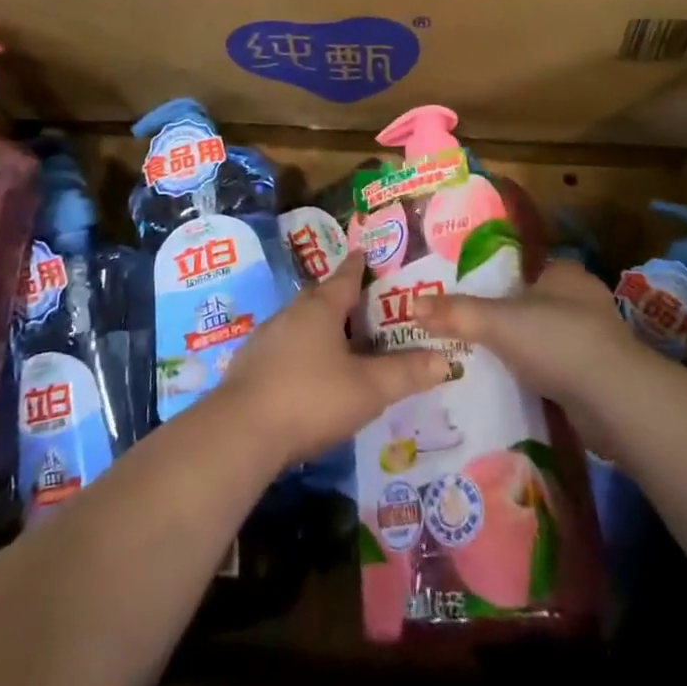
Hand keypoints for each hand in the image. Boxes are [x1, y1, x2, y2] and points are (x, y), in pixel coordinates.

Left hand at [218, 251, 448, 465]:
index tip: (364, 254)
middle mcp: (291, 313)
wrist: (241, 431)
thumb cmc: (311, 398)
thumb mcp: (368, 389)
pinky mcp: (249, 365)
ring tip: (337, 340)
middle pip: (319, 297)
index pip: (345, 277)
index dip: (358, 267)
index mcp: (321, 308)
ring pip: (299, 322)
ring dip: (317, 327)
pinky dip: (299, 352)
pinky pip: (282, 347)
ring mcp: (266, 338)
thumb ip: (406, 374)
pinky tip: (305, 373)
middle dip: (339, 298)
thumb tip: (446, 359)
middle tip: (360, 304)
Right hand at [415, 259, 641, 457]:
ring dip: (522, 351)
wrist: (616, 401)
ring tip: (482, 362)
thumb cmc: (557, 341)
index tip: (466, 298)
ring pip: (545, 339)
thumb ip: (456, 312)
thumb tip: (412, 305)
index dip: (494, 282)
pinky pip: (557, 369)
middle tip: (467, 333)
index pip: (522, 270)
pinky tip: (514, 387)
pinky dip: (538, 376)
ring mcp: (594, 339)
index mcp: (564, 273)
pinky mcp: (598, 376)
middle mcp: (583, 299)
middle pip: (532, 305)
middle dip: (506, 320)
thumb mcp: (497, 321)